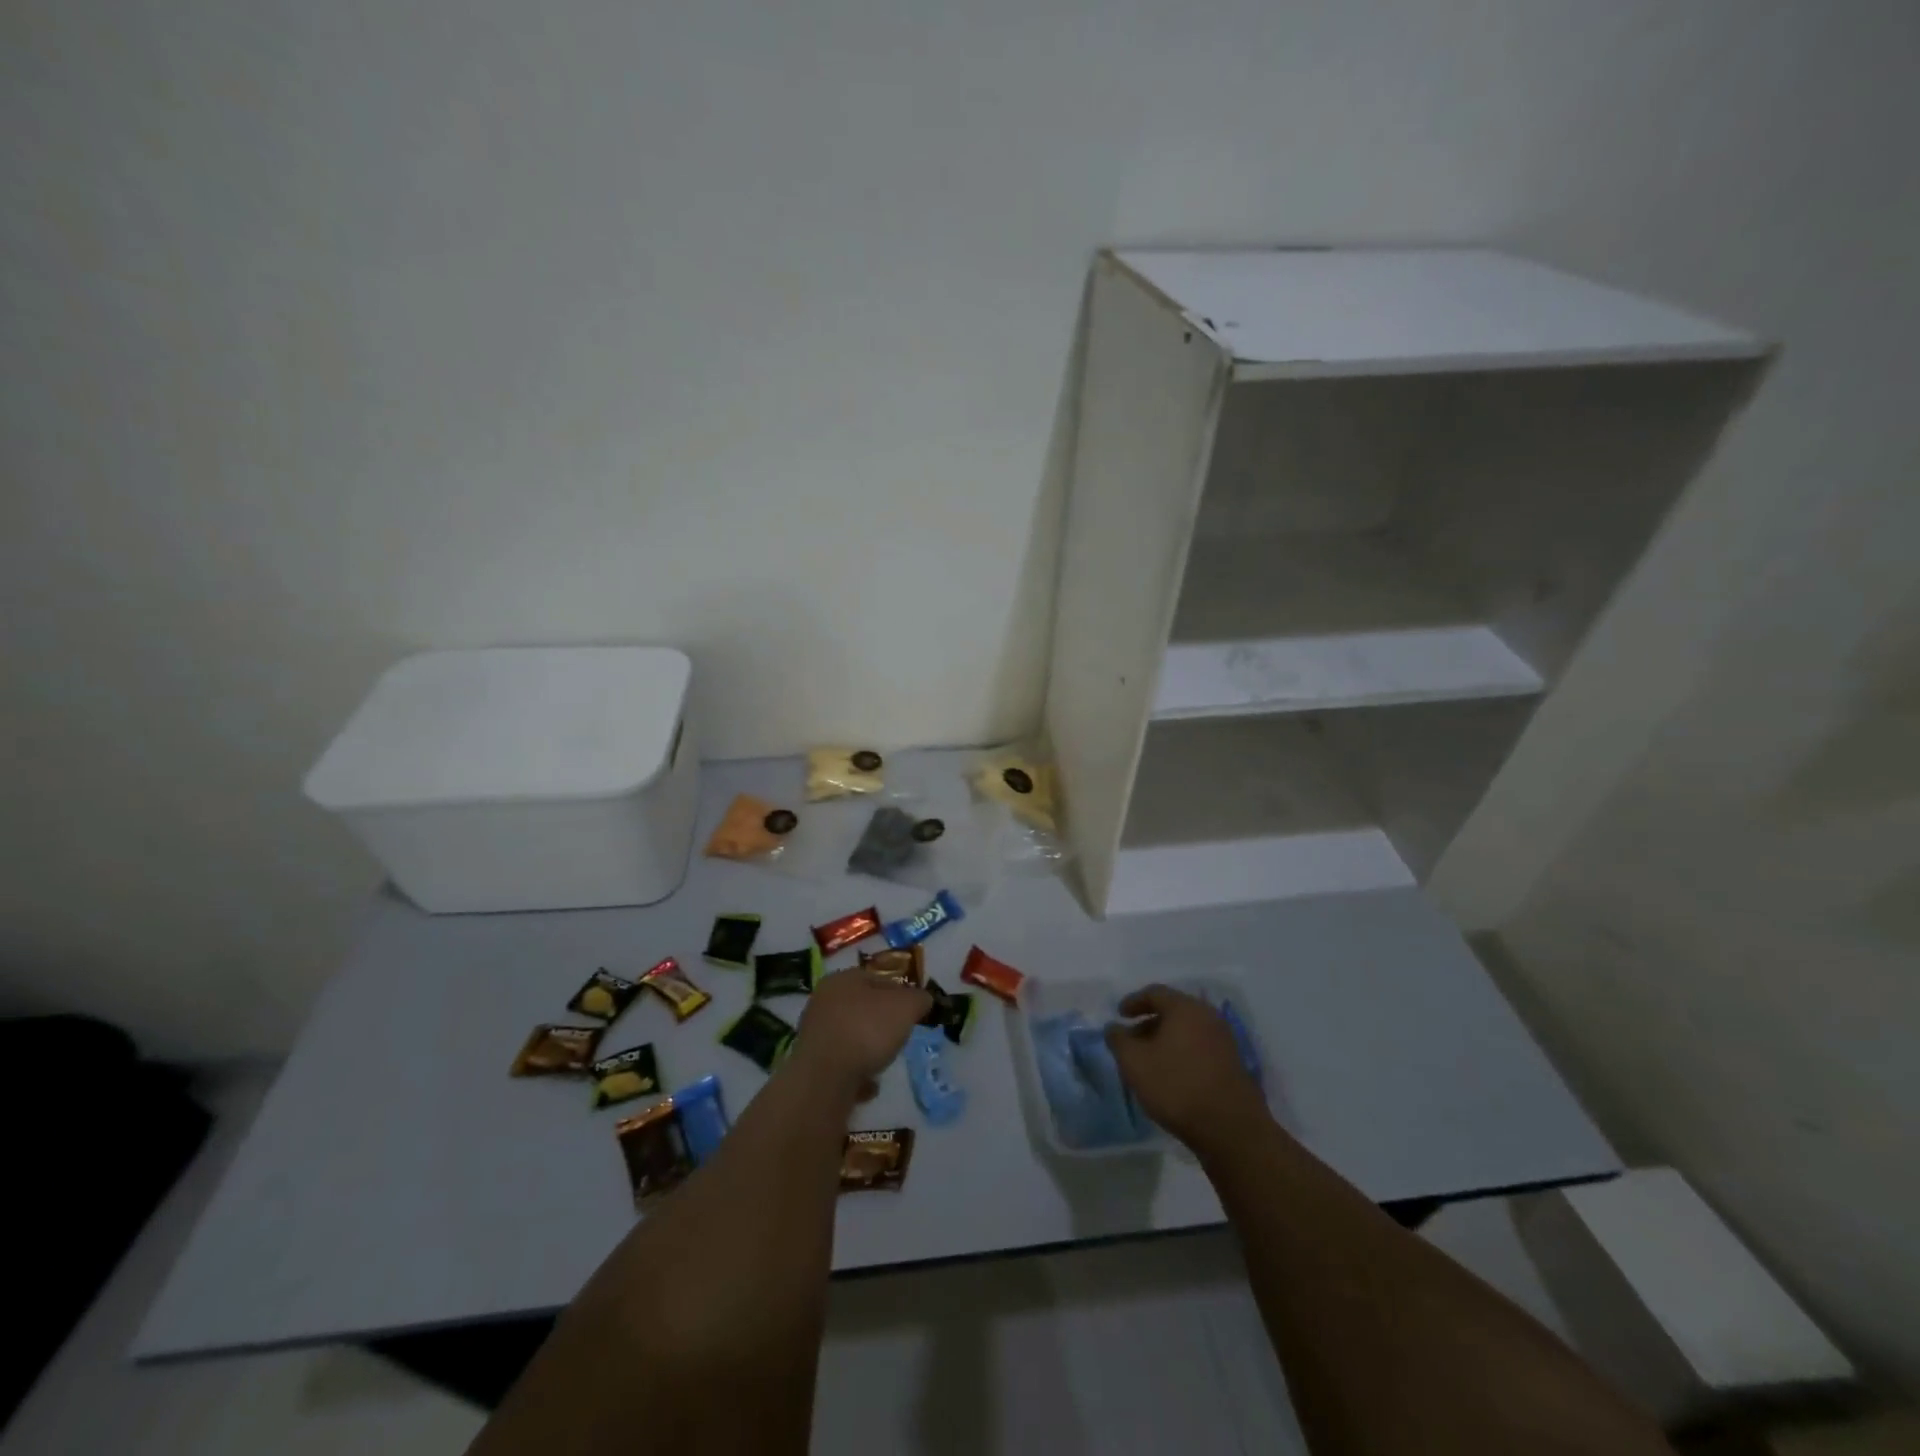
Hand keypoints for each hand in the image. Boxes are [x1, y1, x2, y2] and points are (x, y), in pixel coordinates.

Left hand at [792, 969, 931, 1097]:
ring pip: (851, 1036)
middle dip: (882, 1022)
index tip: (914, 1011)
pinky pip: (841, 1065)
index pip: (878, 978)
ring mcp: (814, 1034)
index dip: (900, 992)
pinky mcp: (811, 1065)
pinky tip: (868, 1084)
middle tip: (900, 1036)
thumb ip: (918, 999)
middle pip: (862, 1007)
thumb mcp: (906, 1007)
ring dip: (868, 1048)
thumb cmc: (867, 1030)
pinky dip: (856, 1073)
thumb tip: (922, 1000)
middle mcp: (823, 1002)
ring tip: (884, 1062)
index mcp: (842, 979)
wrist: (825, 1079)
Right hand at [1105, 985, 1266, 1150]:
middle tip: (1131, 1041)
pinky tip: (1171, 1075)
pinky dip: (1182, 1053)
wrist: (1231, 1129)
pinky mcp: (1233, 1064)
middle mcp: (1208, 1017)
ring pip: (1187, 1031)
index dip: (1133, 1001)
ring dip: (1165, 1040)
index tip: (1119, 1015)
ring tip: (1149, 1061)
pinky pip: (1200, 1047)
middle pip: (1173, 1011)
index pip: (1155, 993)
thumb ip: (1118, 1040)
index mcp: (1185, 1008)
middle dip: (1149, 1023)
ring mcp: (1224, 1041)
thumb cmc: (1177, 1086)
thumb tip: (1113, 1028)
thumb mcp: (1135, 1063)